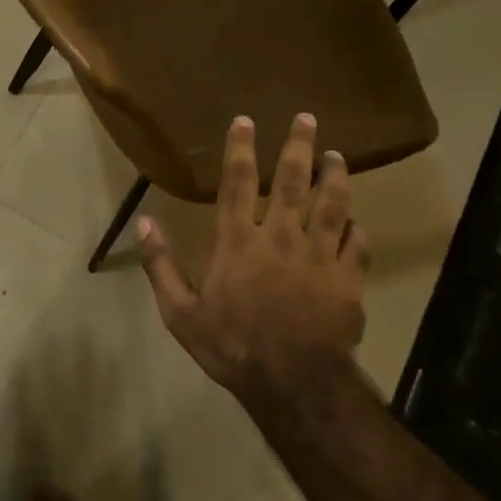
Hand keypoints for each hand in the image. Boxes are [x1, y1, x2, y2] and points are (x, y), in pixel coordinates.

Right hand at [136, 113, 368, 401]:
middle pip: (292, 182)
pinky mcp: (348, 278)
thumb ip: (161, 265)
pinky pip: (356, 243)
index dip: (241, 149)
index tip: (246, 120)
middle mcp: (280, 238)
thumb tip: (144, 222)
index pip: (238, 183)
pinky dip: (355, 227)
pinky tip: (355, 218)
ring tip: (337, 154)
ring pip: (331, 205)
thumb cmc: (231, 345)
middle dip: (298, 147)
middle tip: (307, 118)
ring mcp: (319, 256)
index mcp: (238, 242)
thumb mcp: (180, 312)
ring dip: (334, 176)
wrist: (294, 383)